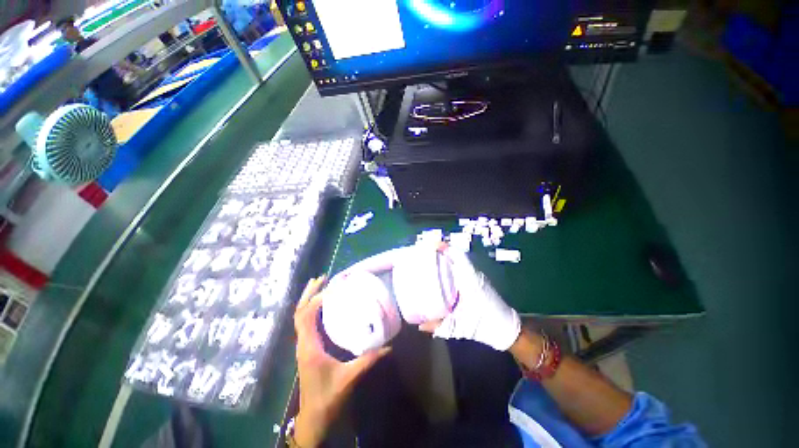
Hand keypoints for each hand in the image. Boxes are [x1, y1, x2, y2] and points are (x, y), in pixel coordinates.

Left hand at [293, 277, 390, 446]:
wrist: (313, 417)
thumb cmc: (328, 397)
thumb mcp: (349, 378)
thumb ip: (368, 360)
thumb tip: (388, 346)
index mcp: (309, 347)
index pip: (306, 316)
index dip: (317, 299)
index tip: (333, 288)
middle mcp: (303, 342)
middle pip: (299, 312)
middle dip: (308, 293)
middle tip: (321, 278)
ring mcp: (303, 345)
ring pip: (300, 317)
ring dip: (308, 300)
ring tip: (320, 285)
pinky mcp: (307, 348)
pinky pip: (305, 323)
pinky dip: (310, 310)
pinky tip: (321, 306)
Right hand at [419, 248, 520, 350]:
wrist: (506, 330)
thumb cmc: (484, 325)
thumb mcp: (459, 327)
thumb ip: (438, 325)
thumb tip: (419, 325)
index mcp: (470, 280)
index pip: (458, 256)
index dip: (445, 248)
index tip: (432, 245)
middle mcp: (473, 274)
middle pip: (456, 256)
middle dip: (441, 252)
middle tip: (425, 254)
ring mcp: (476, 277)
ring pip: (458, 261)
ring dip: (445, 258)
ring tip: (430, 260)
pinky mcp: (476, 281)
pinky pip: (461, 268)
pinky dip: (450, 266)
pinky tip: (441, 274)